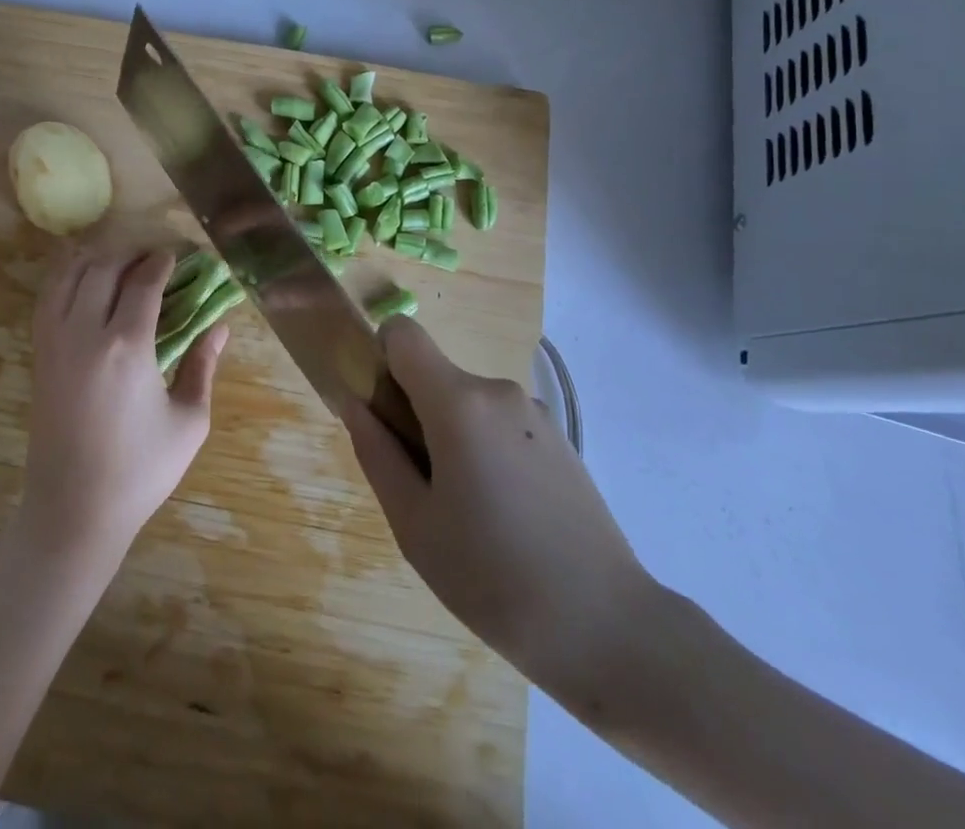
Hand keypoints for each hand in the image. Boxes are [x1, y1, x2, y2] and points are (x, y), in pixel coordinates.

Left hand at [19, 247, 227, 559]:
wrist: (73, 510)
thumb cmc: (140, 470)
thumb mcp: (188, 421)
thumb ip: (203, 365)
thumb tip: (220, 326)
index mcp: (126, 346)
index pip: (143, 282)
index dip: (161, 262)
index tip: (176, 256)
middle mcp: (85, 332)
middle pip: (103, 267)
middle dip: (130, 253)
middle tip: (152, 257)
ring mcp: (55, 341)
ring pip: (69, 275)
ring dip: (96, 258)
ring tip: (119, 261)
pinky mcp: (39, 355)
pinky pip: (48, 298)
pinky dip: (66, 277)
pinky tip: (83, 280)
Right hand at [341, 318, 657, 707]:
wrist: (608, 629)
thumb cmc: (493, 578)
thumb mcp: (414, 524)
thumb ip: (376, 453)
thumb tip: (356, 404)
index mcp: (458, 402)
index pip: (402, 334)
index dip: (381, 360)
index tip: (384, 414)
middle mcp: (497, 391)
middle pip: (434, 376)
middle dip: (415, 415)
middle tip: (423, 490)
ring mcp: (534, 413)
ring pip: (466, 404)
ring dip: (452, 438)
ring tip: (467, 513)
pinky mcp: (560, 439)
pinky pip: (499, 425)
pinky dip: (485, 451)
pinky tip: (504, 516)